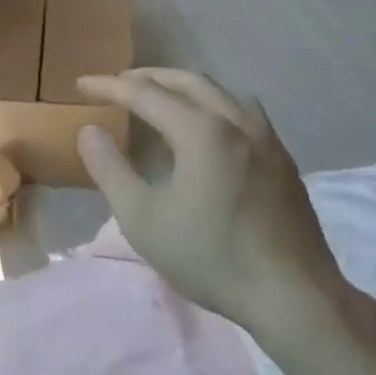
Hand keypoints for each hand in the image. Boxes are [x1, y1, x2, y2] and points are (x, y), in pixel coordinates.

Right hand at [75, 69, 356, 355]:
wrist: (294, 297)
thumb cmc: (211, 257)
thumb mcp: (142, 218)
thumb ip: (110, 169)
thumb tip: (90, 131)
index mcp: (201, 131)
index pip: (145, 93)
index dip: (109, 86)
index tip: (81, 84)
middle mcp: (237, 122)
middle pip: (187, 81)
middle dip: (148, 77)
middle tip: (117, 84)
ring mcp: (267, 139)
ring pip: (220, 92)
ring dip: (183, 87)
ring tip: (160, 98)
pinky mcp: (283, 160)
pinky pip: (242, 112)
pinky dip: (211, 104)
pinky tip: (206, 129)